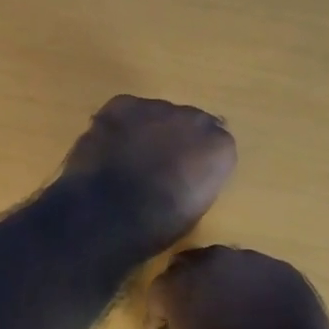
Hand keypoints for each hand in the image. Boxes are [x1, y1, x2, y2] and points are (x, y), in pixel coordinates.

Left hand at [60, 95, 236, 259]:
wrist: (109, 212)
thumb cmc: (157, 224)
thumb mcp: (194, 207)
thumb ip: (198, 178)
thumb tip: (189, 169)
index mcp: (220, 148)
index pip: (217, 144)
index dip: (198, 159)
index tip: (186, 174)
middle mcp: (196, 119)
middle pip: (189, 122)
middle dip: (176, 138)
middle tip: (158, 164)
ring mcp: (157, 107)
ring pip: (158, 114)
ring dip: (149, 129)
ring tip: (129, 156)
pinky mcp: (122, 104)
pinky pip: (127, 111)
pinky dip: (121, 125)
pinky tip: (110, 146)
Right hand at [146, 246, 328, 328]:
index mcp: (181, 284)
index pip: (159, 289)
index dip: (159, 313)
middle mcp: (213, 261)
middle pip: (191, 265)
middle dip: (188, 287)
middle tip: (196, 315)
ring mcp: (252, 261)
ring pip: (227, 265)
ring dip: (223, 283)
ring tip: (234, 313)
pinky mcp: (284, 269)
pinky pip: (260, 274)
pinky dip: (255, 289)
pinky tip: (265, 314)